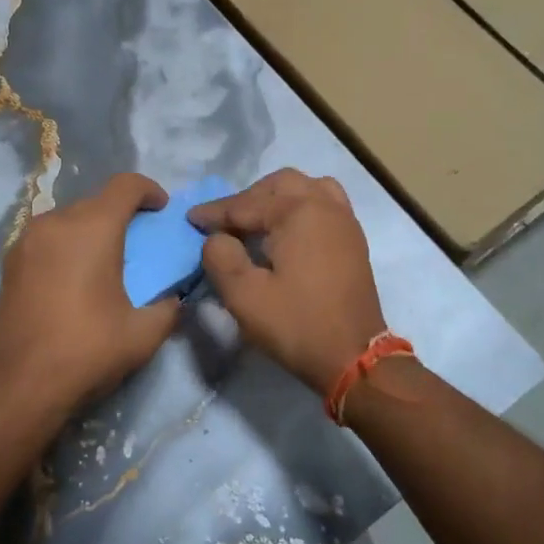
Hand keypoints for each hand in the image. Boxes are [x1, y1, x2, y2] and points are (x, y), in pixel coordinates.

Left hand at [0, 173, 182, 420]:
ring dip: (91, 229)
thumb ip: (168, 308)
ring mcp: (27, 241)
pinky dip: (66, 246)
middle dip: (121, 213)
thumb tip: (175, 300)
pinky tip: (74, 278)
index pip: (125, 185)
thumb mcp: (143, 334)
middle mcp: (55, 223)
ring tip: (105, 260)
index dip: (149, 190)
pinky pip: (47, 239)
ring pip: (68, 219)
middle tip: (139, 241)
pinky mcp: (10, 263)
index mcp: (92, 228)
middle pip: (95, 201)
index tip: (162, 209)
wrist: (19, 386)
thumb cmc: (87, 351)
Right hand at [189, 169, 387, 394]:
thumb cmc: (297, 325)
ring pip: (306, 188)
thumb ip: (220, 257)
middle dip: (247, 199)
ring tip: (257, 222)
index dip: (214, 213)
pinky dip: (301, 207)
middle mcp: (325, 205)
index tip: (190, 220)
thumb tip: (216, 238)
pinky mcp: (353, 240)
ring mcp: (344, 221)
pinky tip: (286, 233)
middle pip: (279, 185)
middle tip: (224, 223)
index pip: (245, 204)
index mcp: (298, 212)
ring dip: (277, 198)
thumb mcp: (244, 296)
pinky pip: (324, 204)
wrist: (354, 357)